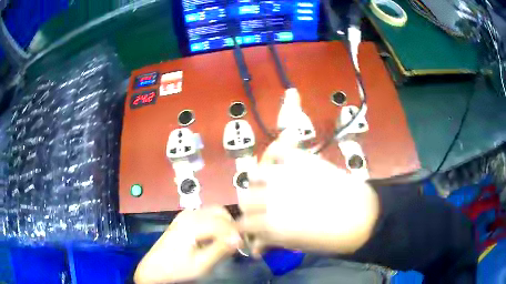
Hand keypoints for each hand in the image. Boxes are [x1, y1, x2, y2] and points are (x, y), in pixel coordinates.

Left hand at [134, 207, 241, 283]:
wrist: (155, 268)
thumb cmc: (177, 268)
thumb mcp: (201, 264)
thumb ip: (220, 250)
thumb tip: (239, 238)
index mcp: (191, 224)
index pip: (222, 223)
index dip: (237, 234)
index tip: (244, 247)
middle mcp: (189, 214)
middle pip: (220, 212)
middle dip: (232, 226)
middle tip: (237, 244)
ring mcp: (185, 215)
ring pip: (214, 212)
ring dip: (225, 224)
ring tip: (228, 242)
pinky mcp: (184, 219)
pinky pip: (206, 215)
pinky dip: (216, 224)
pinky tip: (215, 238)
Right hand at [238, 129, 379, 255]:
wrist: (364, 217)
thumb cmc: (333, 239)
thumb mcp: (298, 246)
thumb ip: (273, 241)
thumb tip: (256, 246)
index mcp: (272, 225)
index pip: (244, 223)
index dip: (245, 228)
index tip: (251, 230)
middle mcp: (273, 198)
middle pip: (245, 198)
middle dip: (250, 207)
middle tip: (262, 211)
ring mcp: (287, 176)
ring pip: (256, 175)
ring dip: (259, 183)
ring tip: (269, 187)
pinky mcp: (302, 161)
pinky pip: (280, 148)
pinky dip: (277, 149)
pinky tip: (279, 156)